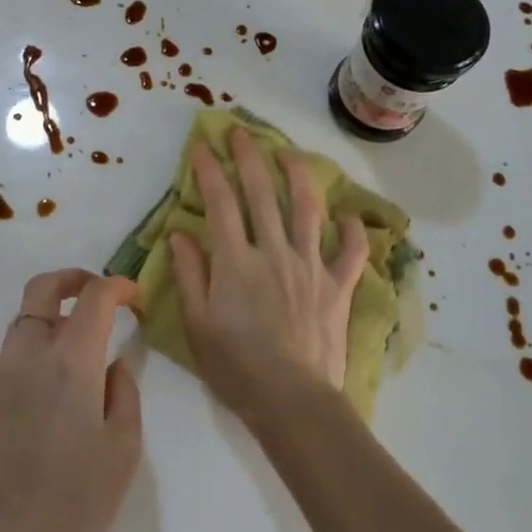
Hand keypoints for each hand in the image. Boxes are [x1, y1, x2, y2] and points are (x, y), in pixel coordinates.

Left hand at [0, 270, 141, 531]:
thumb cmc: (79, 501)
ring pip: (25, 316)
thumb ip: (123, 390)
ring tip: (85, 338)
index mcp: (70, 363)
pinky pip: (17, 348)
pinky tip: (62, 378)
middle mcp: (31, 356)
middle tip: (103, 294)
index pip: (94, 297)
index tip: (137, 300)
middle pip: (43, 287)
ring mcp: (4, 375)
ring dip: (55, 310)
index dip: (119, 286)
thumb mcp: (124, 445)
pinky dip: (41, 340)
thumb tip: (114, 364)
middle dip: (75, 278)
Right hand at [169, 127, 369, 424]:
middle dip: (250, 157)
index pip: (220, 203)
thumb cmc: (236, 367)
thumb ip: (189, 274)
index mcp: (236, 261)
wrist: (292, 400)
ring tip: (291, 153)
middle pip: (261, 194)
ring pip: (306, 209)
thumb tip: (179, 232)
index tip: (203, 146)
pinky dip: (352, 231)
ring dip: (298, 176)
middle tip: (242, 131)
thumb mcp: (197, 324)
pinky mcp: (337, 286)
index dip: (210, 171)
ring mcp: (310, 266)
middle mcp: (273, 252)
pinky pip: (350, 252)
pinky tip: (348, 216)